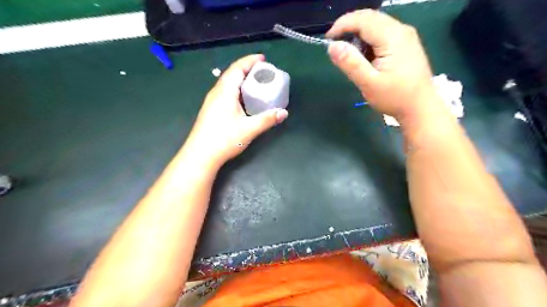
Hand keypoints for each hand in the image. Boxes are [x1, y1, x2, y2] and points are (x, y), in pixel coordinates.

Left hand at [183, 53, 287, 166]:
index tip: (263, 58)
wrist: (200, 155)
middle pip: (232, 74)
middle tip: (263, 71)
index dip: (250, 60)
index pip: (237, 68)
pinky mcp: (211, 110)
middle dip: (247, 69)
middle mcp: (216, 92)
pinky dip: (237, 89)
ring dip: (241, 79)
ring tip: (256, 82)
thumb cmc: (224, 139)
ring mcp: (212, 101)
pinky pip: (225, 92)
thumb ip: (267, 120)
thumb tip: (284, 113)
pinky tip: (244, 99)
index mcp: (225, 92)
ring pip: (228, 83)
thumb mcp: (249, 129)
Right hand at [327, 8, 438, 120]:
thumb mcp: (369, 83)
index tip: (327, 39)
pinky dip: (367, 40)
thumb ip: (351, 63)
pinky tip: (364, 56)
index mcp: (393, 37)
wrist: (420, 107)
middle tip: (335, 45)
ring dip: (358, 34)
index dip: (342, 25)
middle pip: (370, 18)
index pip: (363, 19)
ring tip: (348, 53)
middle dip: (349, 27)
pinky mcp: (404, 44)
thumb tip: (332, 46)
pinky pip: (382, 33)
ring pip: (375, 24)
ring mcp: (404, 36)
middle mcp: (401, 30)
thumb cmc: (395, 97)